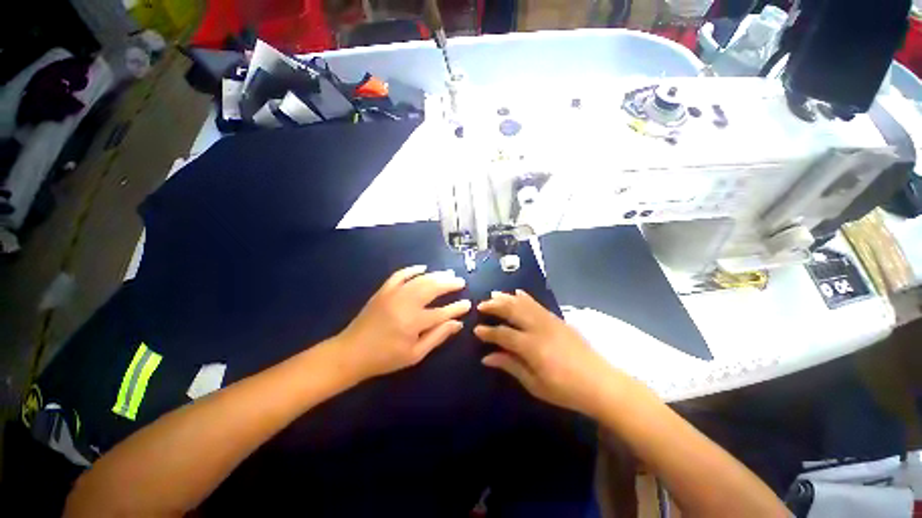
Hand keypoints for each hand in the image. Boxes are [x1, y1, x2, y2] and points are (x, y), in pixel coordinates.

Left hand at [335, 265, 470, 380]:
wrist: (351, 353)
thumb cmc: (385, 358)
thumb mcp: (415, 355)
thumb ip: (437, 337)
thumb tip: (457, 324)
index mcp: (413, 323)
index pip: (442, 312)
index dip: (456, 308)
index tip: (468, 304)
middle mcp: (405, 303)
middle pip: (432, 288)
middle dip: (449, 284)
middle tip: (460, 282)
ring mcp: (393, 294)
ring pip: (420, 279)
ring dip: (436, 275)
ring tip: (448, 274)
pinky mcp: (383, 290)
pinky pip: (399, 275)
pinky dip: (412, 269)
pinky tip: (423, 268)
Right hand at [475, 290, 630, 417]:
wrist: (600, 383)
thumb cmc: (565, 390)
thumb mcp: (534, 384)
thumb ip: (510, 366)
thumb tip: (487, 357)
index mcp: (531, 346)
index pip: (503, 334)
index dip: (487, 332)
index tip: (476, 330)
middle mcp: (538, 328)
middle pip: (511, 310)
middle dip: (494, 306)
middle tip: (480, 305)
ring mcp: (549, 320)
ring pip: (523, 303)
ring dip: (506, 297)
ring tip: (493, 294)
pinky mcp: (557, 318)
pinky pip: (537, 303)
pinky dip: (524, 297)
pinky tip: (517, 293)